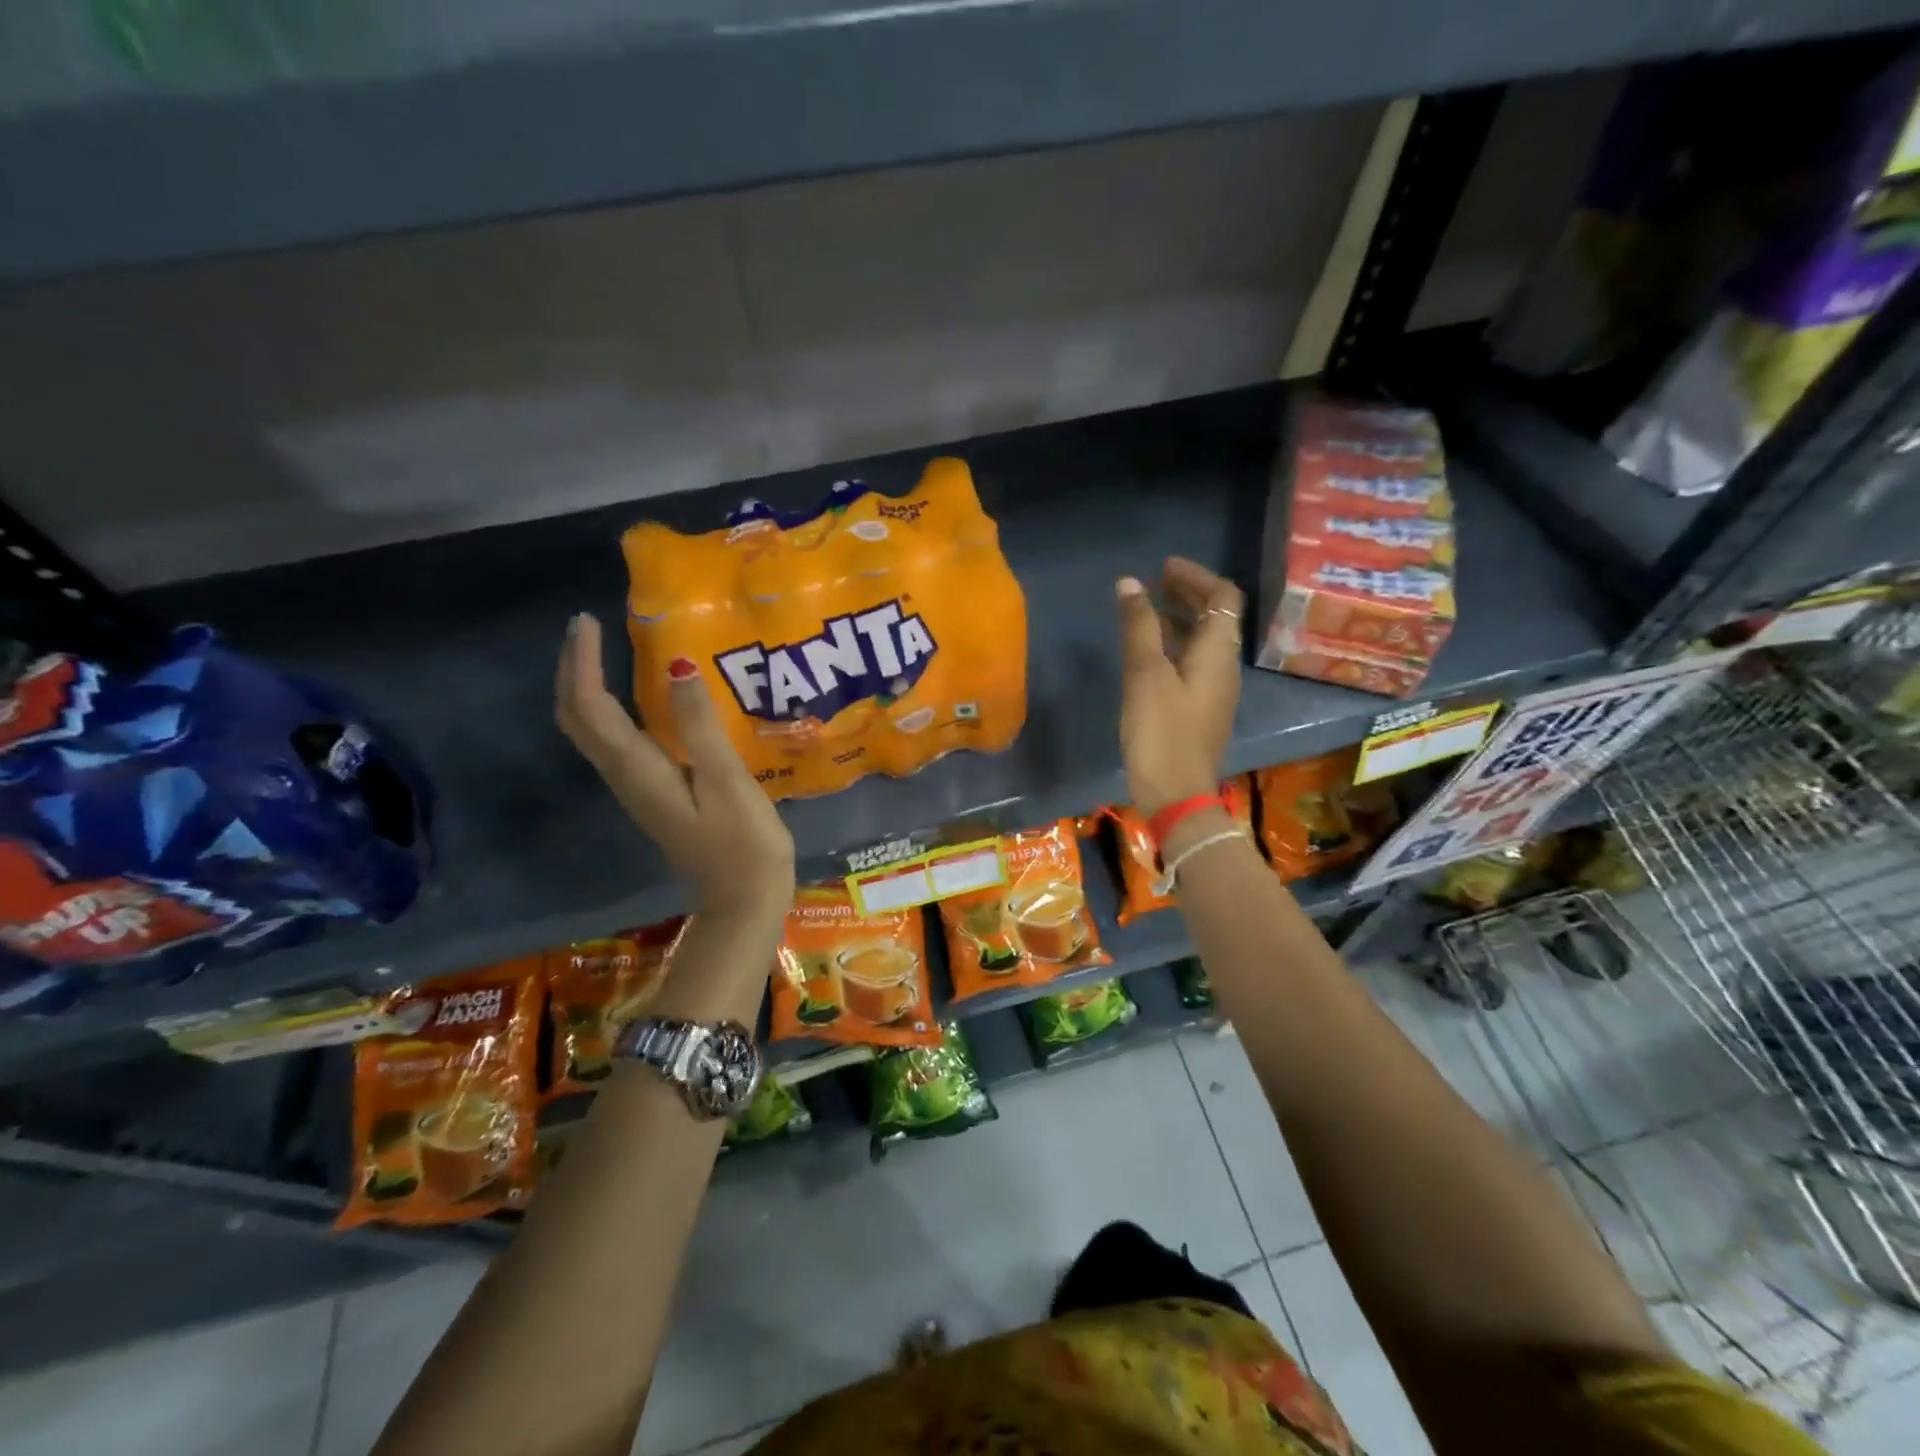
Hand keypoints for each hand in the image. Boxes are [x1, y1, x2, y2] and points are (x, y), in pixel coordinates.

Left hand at [556, 614, 794, 926]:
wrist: (743, 900)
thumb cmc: (743, 842)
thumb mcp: (727, 780)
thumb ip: (700, 725)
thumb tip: (678, 666)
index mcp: (639, 770)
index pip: (592, 707)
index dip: (583, 662)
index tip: (586, 621)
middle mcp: (625, 778)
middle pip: (577, 720)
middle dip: (572, 671)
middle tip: (585, 629)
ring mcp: (637, 790)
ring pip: (590, 732)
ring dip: (586, 688)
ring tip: (601, 652)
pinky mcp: (653, 796)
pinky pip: (614, 744)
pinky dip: (609, 711)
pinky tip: (634, 698)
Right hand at [1115, 558, 1243, 817]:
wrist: (1177, 795)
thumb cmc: (1161, 733)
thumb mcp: (1145, 675)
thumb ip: (1139, 626)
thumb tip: (1129, 583)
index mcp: (1218, 653)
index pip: (1223, 597)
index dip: (1196, 576)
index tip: (1164, 567)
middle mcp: (1224, 667)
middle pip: (1216, 618)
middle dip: (1187, 594)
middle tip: (1153, 582)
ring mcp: (1213, 690)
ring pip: (1202, 641)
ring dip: (1179, 619)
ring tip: (1145, 610)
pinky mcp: (1199, 710)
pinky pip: (1192, 663)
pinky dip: (1173, 646)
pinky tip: (1146, 652)